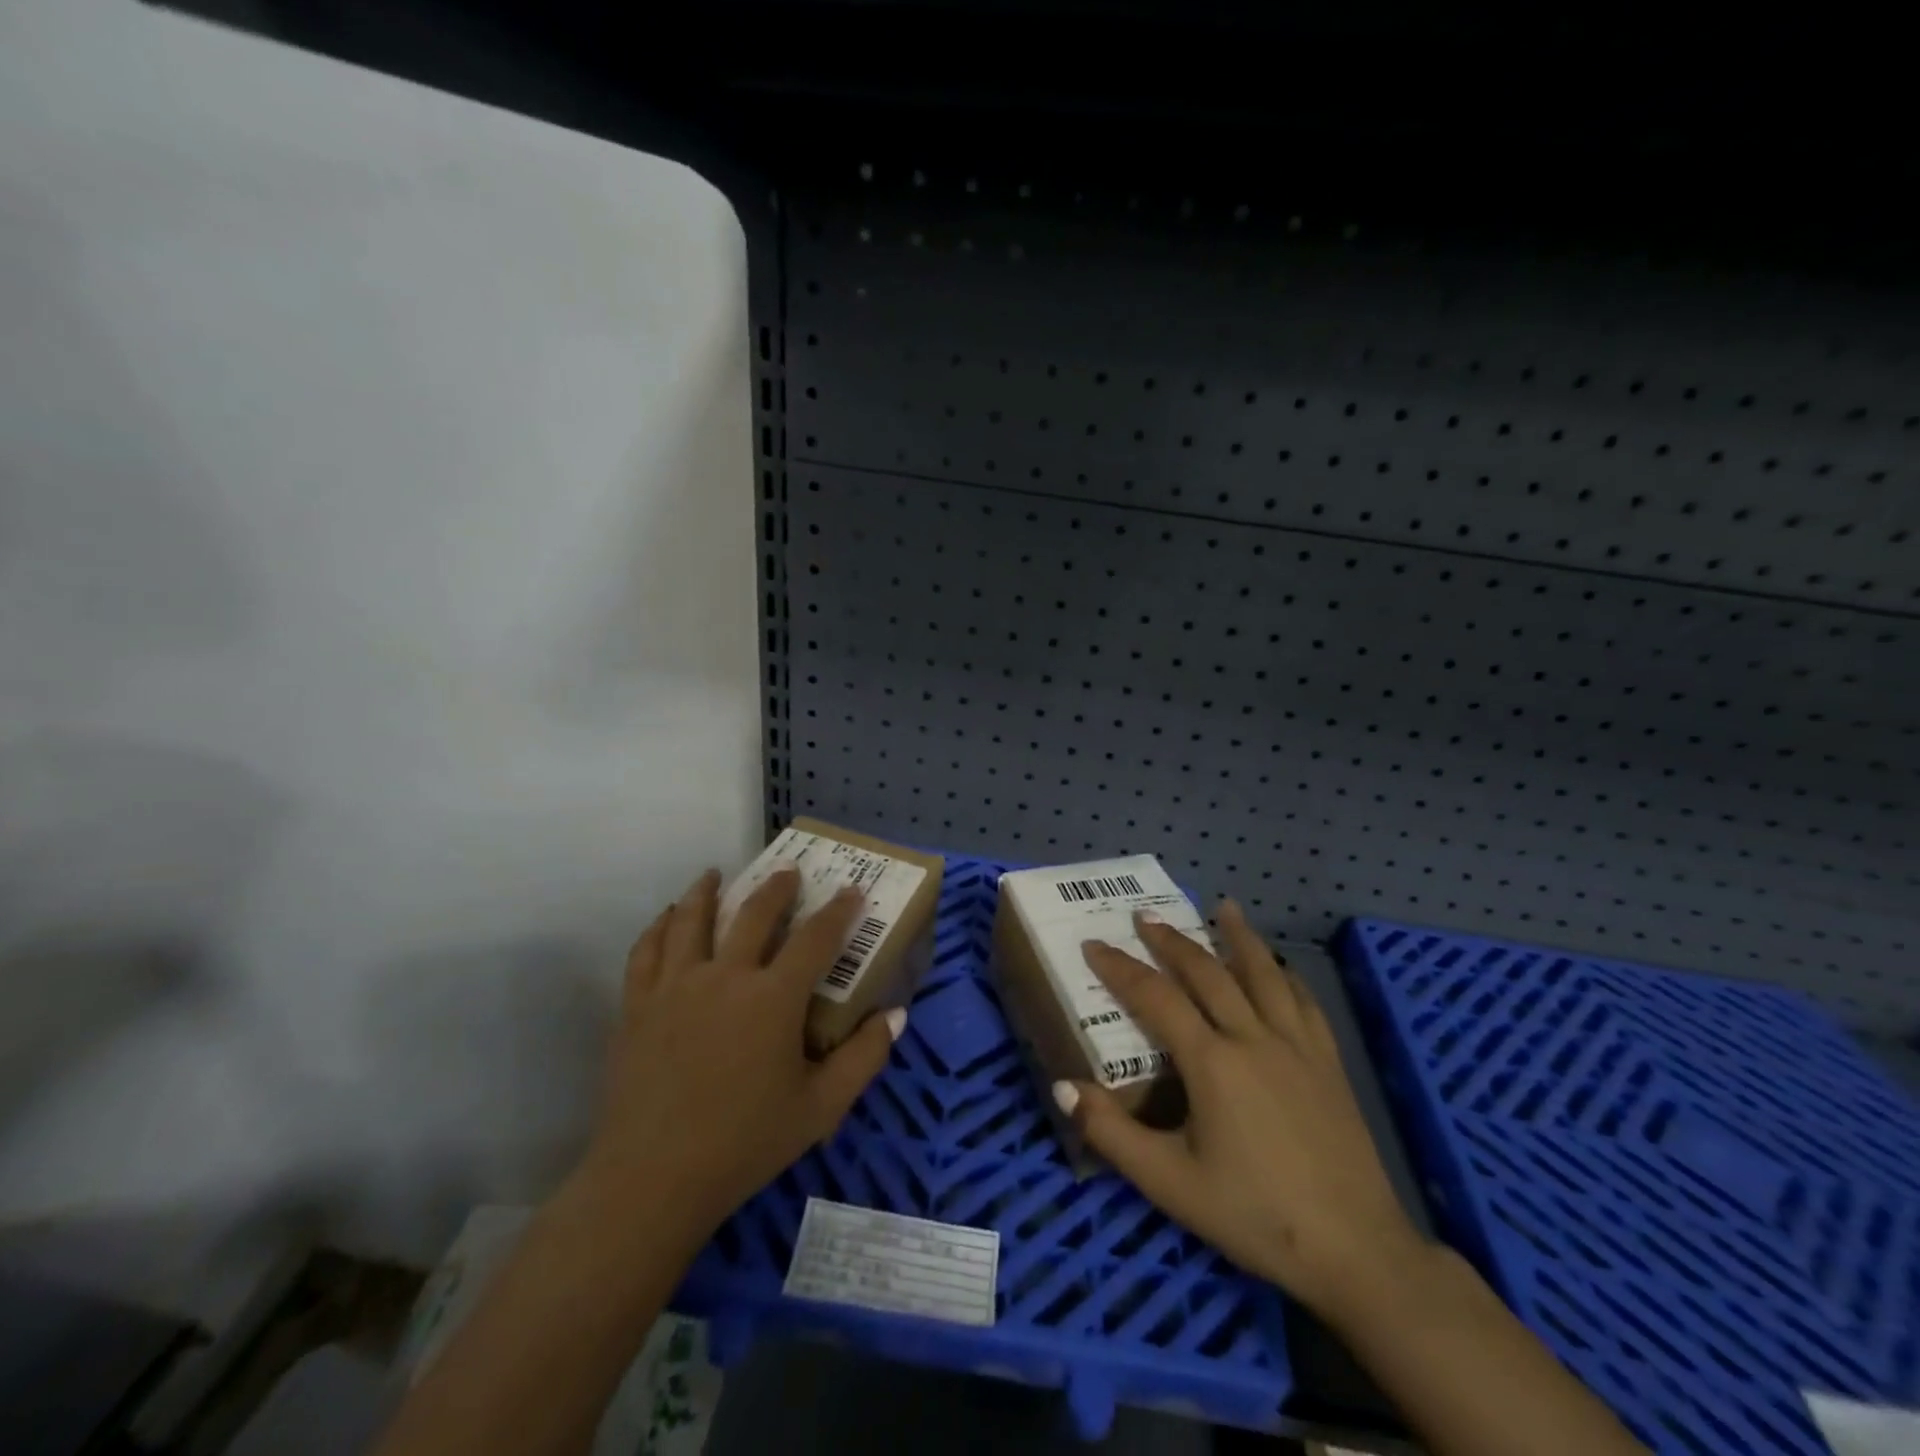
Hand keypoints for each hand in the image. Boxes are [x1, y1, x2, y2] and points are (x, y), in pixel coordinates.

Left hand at [573, 867, 903, 1243]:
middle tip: (788, 870)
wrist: (653, 1179)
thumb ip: (864, 1058)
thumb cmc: (745, 1144)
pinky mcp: (638, 1005)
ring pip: (692, 919)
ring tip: (716, 874)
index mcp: (773, 997)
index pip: (816, 938)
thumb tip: (896, 1014)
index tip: (852, 891)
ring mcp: (676, 986)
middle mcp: (725, 976)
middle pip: (754, 914)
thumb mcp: (821, 1108)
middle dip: (777, 887)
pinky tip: (668, 917)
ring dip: (708, 891)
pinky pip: (647, 950)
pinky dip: (660, 926)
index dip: (839, 911)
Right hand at [1059, 902, 1432, 1322]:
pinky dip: (1285, 974)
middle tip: (1145, 916)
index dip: (1120, 968)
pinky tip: (1280, 967)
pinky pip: (1304, 1002)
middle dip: (1171, 941)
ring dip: (1238, 937)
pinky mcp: (1329, 1063)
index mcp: (1211, 1061)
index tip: (1093, 944)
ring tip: (1223, 907)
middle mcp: (1253, 1037)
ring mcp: (1297, 1046)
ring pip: (1263, 974)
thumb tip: (1062, 1087)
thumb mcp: (1170, 1183)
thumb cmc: (1255, 1216)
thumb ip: (1112, 1133)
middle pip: (1207, 972)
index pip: (1155, 997)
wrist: (1356, 1251)